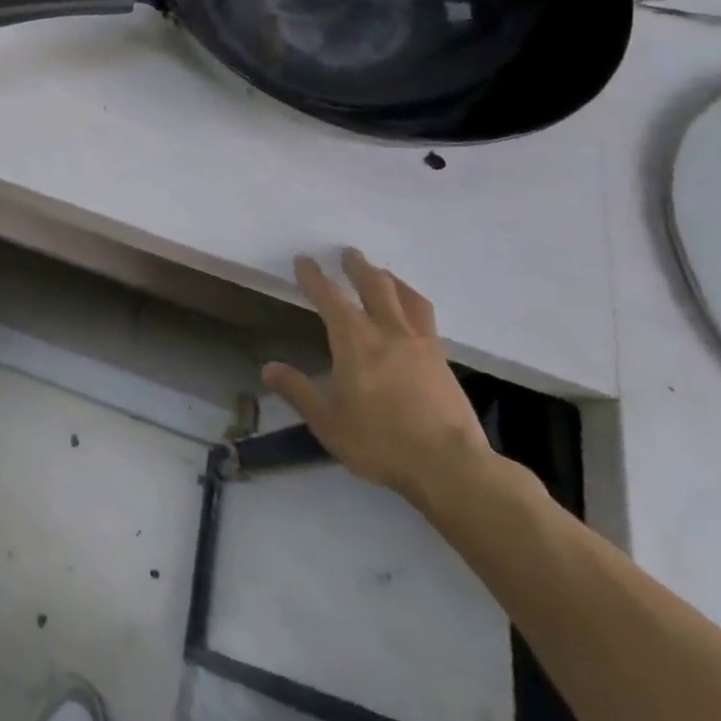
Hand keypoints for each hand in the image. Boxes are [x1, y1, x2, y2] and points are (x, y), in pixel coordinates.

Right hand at [262, 250, 493, 505]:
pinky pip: (427, 320)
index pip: (330, 297)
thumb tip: (268, 369)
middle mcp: (389, 332)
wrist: (452, 468)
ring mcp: (422, 345)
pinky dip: (414, 305)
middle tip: (348, 253)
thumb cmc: (381, 442)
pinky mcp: (444, 362)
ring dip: (391, 280)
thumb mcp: (328, 423)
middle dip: (358, 267)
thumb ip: (298, 392)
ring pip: (407, 298)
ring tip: (384, 274)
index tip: (304, 261)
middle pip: (375, 286)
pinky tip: (413, 316)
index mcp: (355, 341)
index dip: (315, 277)